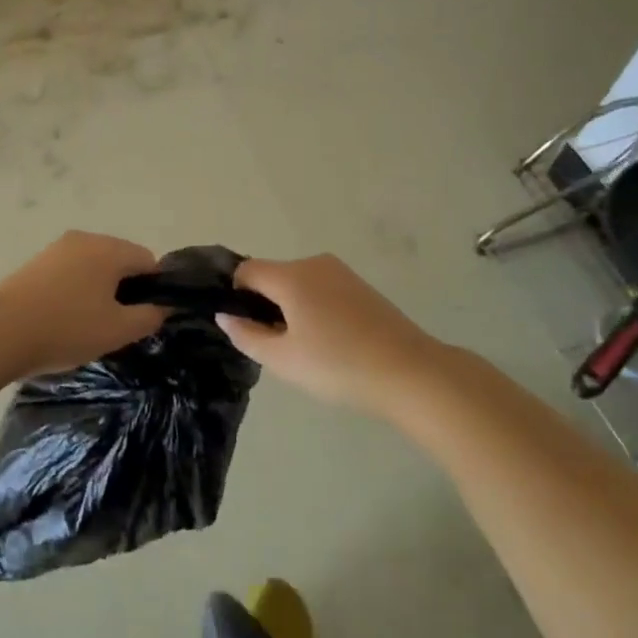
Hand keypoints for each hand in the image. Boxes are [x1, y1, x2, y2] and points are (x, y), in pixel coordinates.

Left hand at [0, 231, 162, 379]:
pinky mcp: (35, 262)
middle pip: (119, 259)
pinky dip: (74, 289)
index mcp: (109, 249)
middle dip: (124, 288)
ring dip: (98, 289)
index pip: (148, 260)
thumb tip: (162, 307)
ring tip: (88, 324)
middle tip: (117, 324)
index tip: (143, 317)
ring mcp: (56, 248)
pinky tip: (63, 317)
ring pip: (93, 265)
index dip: (153, 289)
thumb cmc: (66, 329)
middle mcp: (84, 239)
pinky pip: (69, 271)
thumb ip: (148, 317)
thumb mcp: (117, 331)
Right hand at [219, 254, 441, 412]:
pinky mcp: (360, 286)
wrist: (411, 373)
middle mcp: (314, 263)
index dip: (237, 296)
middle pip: (273, 276)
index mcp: (291, 276)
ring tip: (307, 349)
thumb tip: (225, 315)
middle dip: (266, 305)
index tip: (247, 328)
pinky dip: (314, 308)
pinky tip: (331, 342)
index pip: (246, 270)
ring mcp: (341, 272)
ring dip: (291, 308)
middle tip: (278, 347)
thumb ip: (247, 335)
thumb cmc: (339, 366)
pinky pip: (321, 289)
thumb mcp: (284, 360)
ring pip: (298, 283)